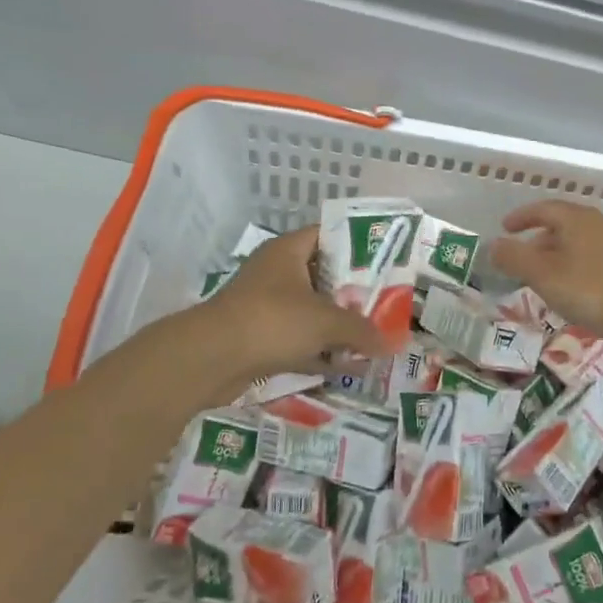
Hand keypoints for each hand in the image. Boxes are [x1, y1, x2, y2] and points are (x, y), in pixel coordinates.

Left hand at [196, 227, 399, 389]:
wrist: (210, 359)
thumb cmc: (272, 321)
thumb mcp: (326, 322)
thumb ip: (361, 330)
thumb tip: (392, 343)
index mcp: (288, 252)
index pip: (328, 235)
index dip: (357, 247)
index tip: (385, 262)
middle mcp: (276, 273)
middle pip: (323, 277)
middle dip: (353, 294)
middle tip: (385, 304)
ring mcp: (265, 306)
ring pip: (311, 312)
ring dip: (337, 327)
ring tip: (372, 339)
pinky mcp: (259, 338)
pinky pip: (297, 340)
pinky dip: (319, 352)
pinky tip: (346, 367)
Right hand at [489, 201, 602, 341]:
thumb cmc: (589, 290)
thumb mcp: (543, 275)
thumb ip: (514, 258)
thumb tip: (492, 245)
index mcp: (577, 218)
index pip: (543, 208)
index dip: (521, 217)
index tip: (504, 228)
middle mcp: (597, 224)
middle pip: (561, 224)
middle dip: (536, 238)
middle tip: (519, 257)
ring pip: (575, 242)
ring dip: (554, 254)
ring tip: (540, 276)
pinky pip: (588, 257)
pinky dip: (570, 264)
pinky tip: (568, 287)